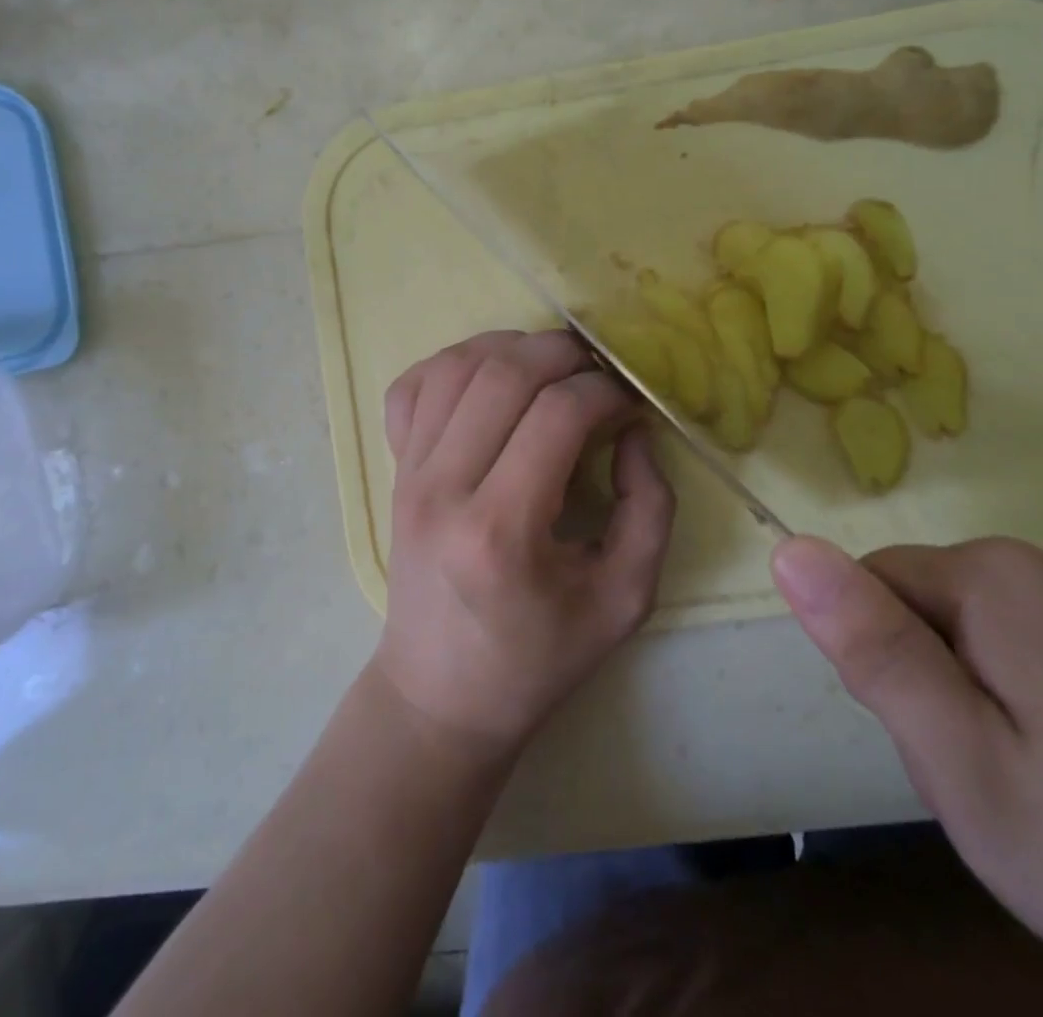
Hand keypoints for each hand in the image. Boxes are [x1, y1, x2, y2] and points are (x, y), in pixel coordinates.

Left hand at [371, 330, 674, 757]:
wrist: (439, 694)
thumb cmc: (536, 659)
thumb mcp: (623, 600)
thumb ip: (650, 509)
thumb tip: (633, 431)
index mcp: (502, 530)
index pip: (557, 414)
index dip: (605, 391)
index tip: (629, 403)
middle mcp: (443, 488)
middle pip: (504, 373)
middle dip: (564, 353)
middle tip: (598, 371)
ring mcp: (407, 473)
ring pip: (455, 366)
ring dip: (512, 347)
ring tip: (552, 367)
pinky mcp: (392, 470)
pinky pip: (411, 387)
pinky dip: (452, 363)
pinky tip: (489, 378)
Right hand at [772, 535, 1042, 1016]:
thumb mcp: (969, 770)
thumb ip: (873, 652)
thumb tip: (786, 550)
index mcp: (989, 577)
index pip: (865, 587)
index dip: (884, 672)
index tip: (943, 748)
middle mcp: (1031, 567)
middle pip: (914, 611)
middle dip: (926, 693)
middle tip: (995, 785)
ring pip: (959, 642)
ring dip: (970, 712)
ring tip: (1041, 796)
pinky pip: (1014, 659)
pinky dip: (1021, 721)